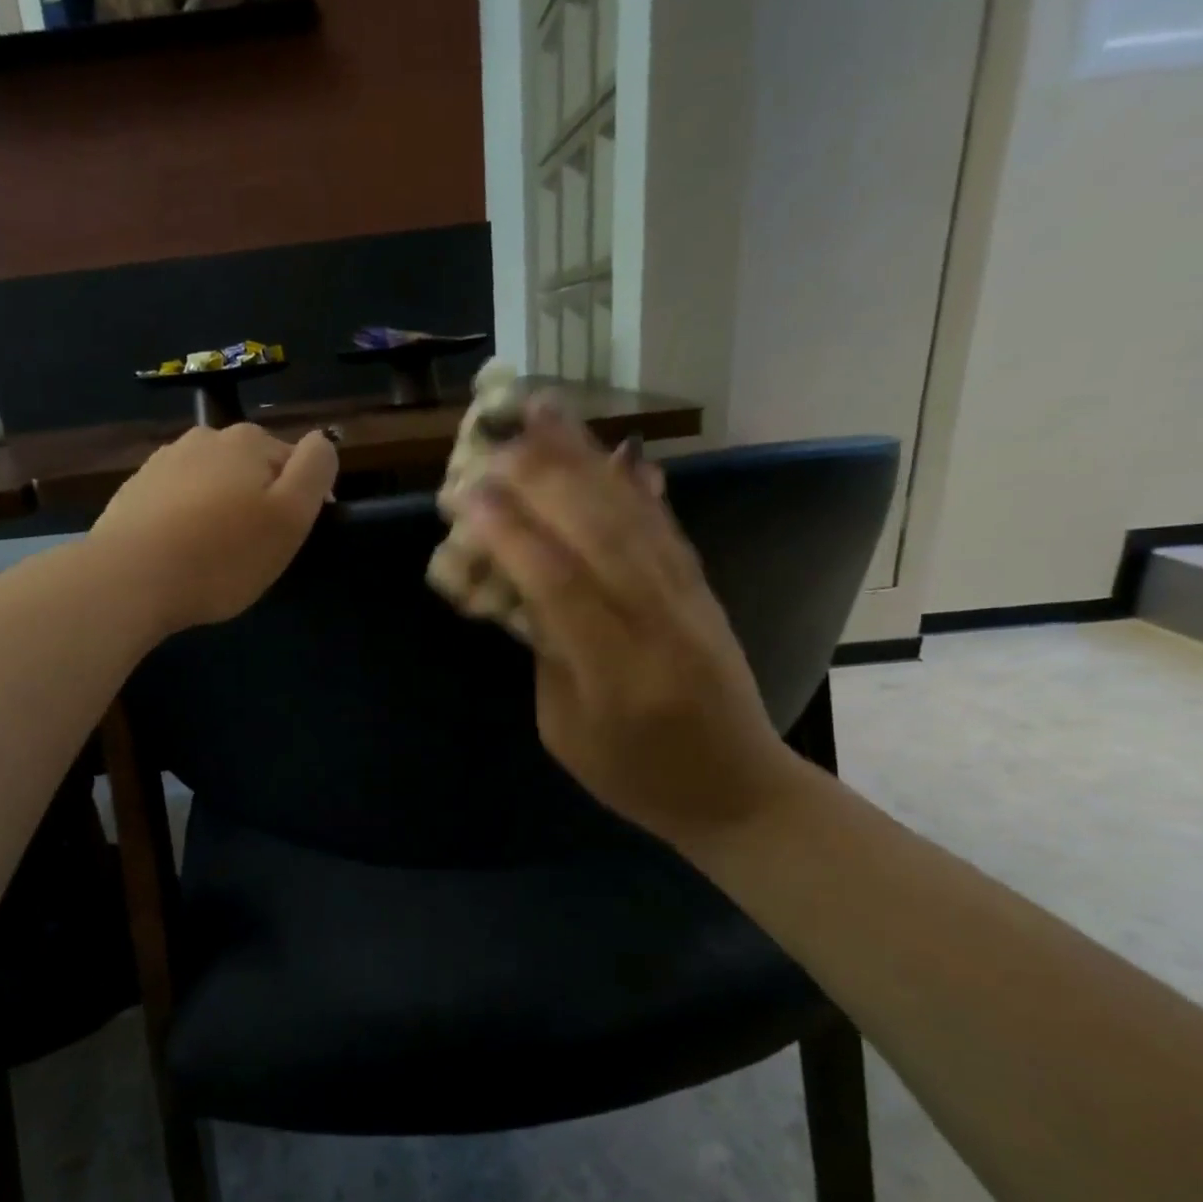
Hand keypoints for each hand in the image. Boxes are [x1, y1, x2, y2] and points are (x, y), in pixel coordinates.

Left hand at [88, 422, 338, 633]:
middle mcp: (206, 437)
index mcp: (249, 440)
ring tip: (214, 553)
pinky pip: (178, 499)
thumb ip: (315, 469)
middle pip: (252, 468)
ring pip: (213, 482)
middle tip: (253, 550)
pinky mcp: (136, 489)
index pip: (296, 462)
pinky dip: (187, 518)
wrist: (129, 578)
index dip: (301, 501)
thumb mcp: (291, 516)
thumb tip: (321, 440)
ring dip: (222, 508)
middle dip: (259, 501)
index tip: (289, 540)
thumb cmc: (222, 554)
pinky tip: (181, 551)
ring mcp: (165, 460)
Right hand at [457, 403, 802, 840]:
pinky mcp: (703, 589)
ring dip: (585, 460)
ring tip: (547, 413)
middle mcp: (657, 621)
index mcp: (614, 670)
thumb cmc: (635, 775)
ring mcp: (688, 599)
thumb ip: (545, 654)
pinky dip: (638, 485)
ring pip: (632, 515)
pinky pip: (666, 527)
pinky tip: (618, 451)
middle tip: (494, 438)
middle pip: (597, 531)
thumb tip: (524, 585)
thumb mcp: (564, 730)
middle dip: (541, 476)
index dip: (510, 534)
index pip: (557, 584)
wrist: (737, 788)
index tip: (465, 495)